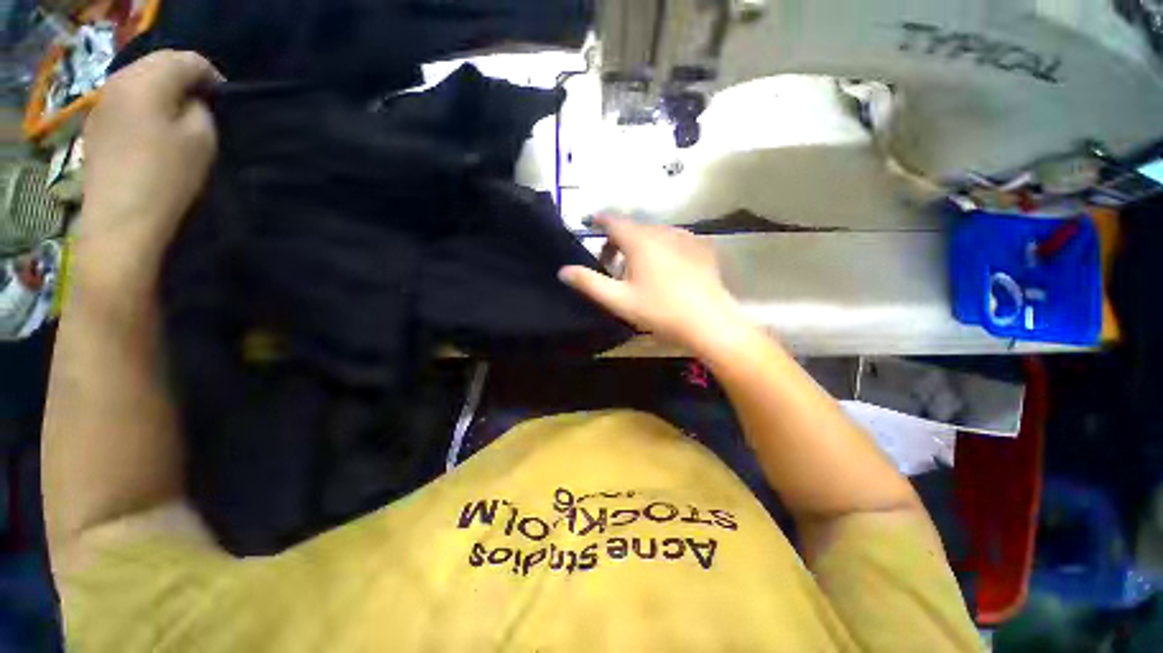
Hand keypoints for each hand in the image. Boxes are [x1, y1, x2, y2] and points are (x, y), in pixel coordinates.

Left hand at [77, 50, 222, 258]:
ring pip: (140, 82)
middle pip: (159, 64)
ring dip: (163, 94)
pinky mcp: (95, 127)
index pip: (187, 59)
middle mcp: (119, 81)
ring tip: (179, 121)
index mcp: (147, 81)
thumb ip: (201, 110)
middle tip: (205, 109)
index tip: (225, 102)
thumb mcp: (202, 140)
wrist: (121, 222)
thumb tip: (194, 101)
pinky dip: (144, 108)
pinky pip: (126, 102)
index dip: (212, 76)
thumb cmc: (168, 178)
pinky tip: (153, 133)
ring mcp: (102, 104)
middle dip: (185, 81)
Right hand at [559, 216, 750, 352]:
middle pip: (633, 228)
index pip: (614, 221)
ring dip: (640, 244)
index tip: (591, 221)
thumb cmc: (660, 311)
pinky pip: (674, 240)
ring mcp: (685, 237)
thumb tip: (563, 270)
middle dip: (618, 240)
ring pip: (654, 233)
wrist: (709, 322)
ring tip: (638, 269)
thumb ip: (589, 283)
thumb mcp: (619, 300)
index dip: (600, 220)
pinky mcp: (701, 247)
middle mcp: (662, 231)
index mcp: (640, 241)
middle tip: (611, 264)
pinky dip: (662, 247)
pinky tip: (665, 268)